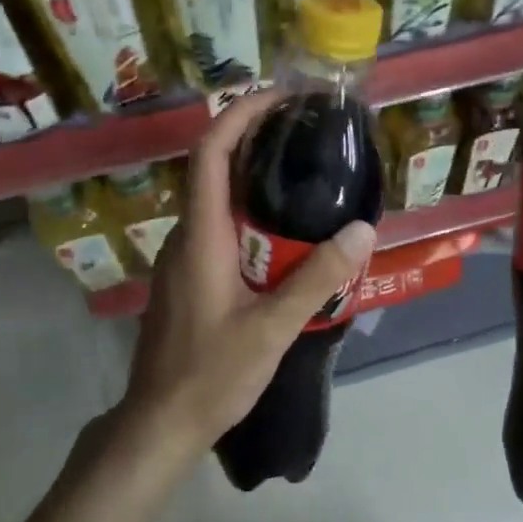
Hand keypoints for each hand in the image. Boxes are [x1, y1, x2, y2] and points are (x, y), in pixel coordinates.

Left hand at [114, 89, 376, 466]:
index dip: (240, 115)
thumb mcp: (272, 329)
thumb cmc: (211, 375)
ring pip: (217, 203)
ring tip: (306, 178)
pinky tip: (285, 236)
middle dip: (255, 142)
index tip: (279, 98)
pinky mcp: (189, 281)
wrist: (160, 423)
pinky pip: (219, 231)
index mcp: (200, 237)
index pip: (210, 154)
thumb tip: (362, 229)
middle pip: (214, 170)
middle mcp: (186, 238)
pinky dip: (250, 216)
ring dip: (254, 181)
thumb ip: (316, 279)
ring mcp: (183, 260)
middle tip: (308, 135)